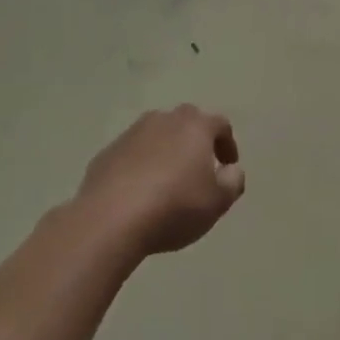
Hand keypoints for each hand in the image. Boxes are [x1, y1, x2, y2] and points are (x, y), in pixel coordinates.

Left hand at [78, 106, 245, 255]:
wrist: (109, 219)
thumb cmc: (174, 207)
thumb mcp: (217, 202)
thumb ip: (232, 182)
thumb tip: (231, 170)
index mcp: (195, 126)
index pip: (220, 125)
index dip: (228, 144)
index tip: (228, 167)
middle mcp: (164, 120)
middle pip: (186, 123)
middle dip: (195, 141)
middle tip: (199, 169)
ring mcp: (131, 134)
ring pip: (156, 135)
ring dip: (166, 151)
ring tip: (167, 181)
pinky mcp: (106, 153)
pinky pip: (132, 154)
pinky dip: (140, 165)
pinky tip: (138, 192)